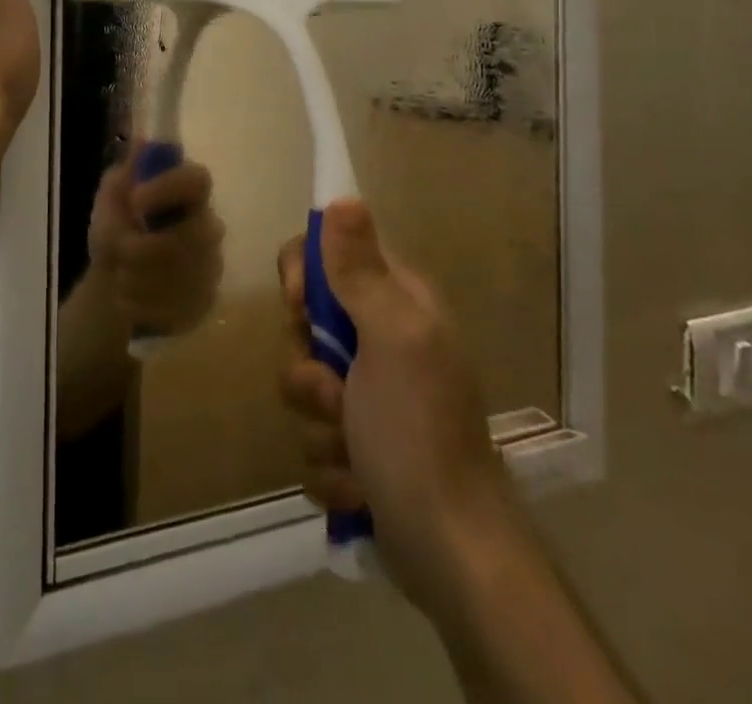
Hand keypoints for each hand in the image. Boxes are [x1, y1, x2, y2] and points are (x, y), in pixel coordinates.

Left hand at [87, 145, 223, 335]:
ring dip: (139, 280)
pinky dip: (145, 307)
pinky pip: (179, 309)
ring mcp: (211, 266)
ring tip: (118, 276)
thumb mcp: (111, 195)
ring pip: (184, 278)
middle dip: (146, 250)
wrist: (112, 276)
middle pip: (194, 237)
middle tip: (118, 253)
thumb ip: (126, 173)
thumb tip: (143, 142)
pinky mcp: (205, 302)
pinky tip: (129, 300)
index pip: (197, 180)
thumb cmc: (116, 225)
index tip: (135, 200)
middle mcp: (208, 226)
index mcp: (187, 192)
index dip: (169, 188)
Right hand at [277, 199, 505, 605]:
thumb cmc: (419, 432)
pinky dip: (330, 465)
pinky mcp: (358, 446)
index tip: (300, 306)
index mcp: (398, 304)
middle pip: (307, 322)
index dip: (304, 275)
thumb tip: (343, 197)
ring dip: (318, 422)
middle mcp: (384, 341)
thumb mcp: (391, 339)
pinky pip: (313, 435)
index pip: (330, 254)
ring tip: (352, 451)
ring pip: (304, 382)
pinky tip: (359, 485)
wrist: (451, 553)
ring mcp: (371, 396)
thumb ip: (359, 271)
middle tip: (335, 390)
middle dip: (309, 365)